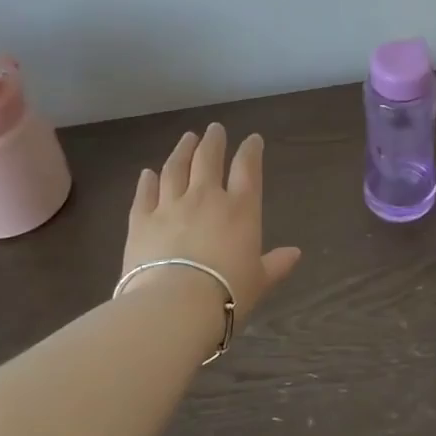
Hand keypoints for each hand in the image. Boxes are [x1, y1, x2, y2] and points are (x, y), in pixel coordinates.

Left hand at [124, 123, 301, 326]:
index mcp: (240, 209)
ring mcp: (170, 206)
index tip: (253, 139)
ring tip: (186, 138)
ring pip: (175, 168)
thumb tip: (295, 253)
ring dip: (182, 151)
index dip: (251, 150)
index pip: (248, 168)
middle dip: (213, 141)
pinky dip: (146, 181)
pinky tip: (147, 173)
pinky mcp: (140, 221)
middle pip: (208, 159)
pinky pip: (144, 194)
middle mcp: (206, 197)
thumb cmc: (227, 293)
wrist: (174, 306)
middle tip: (214, 129)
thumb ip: (276, 264)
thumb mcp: (260, 281)